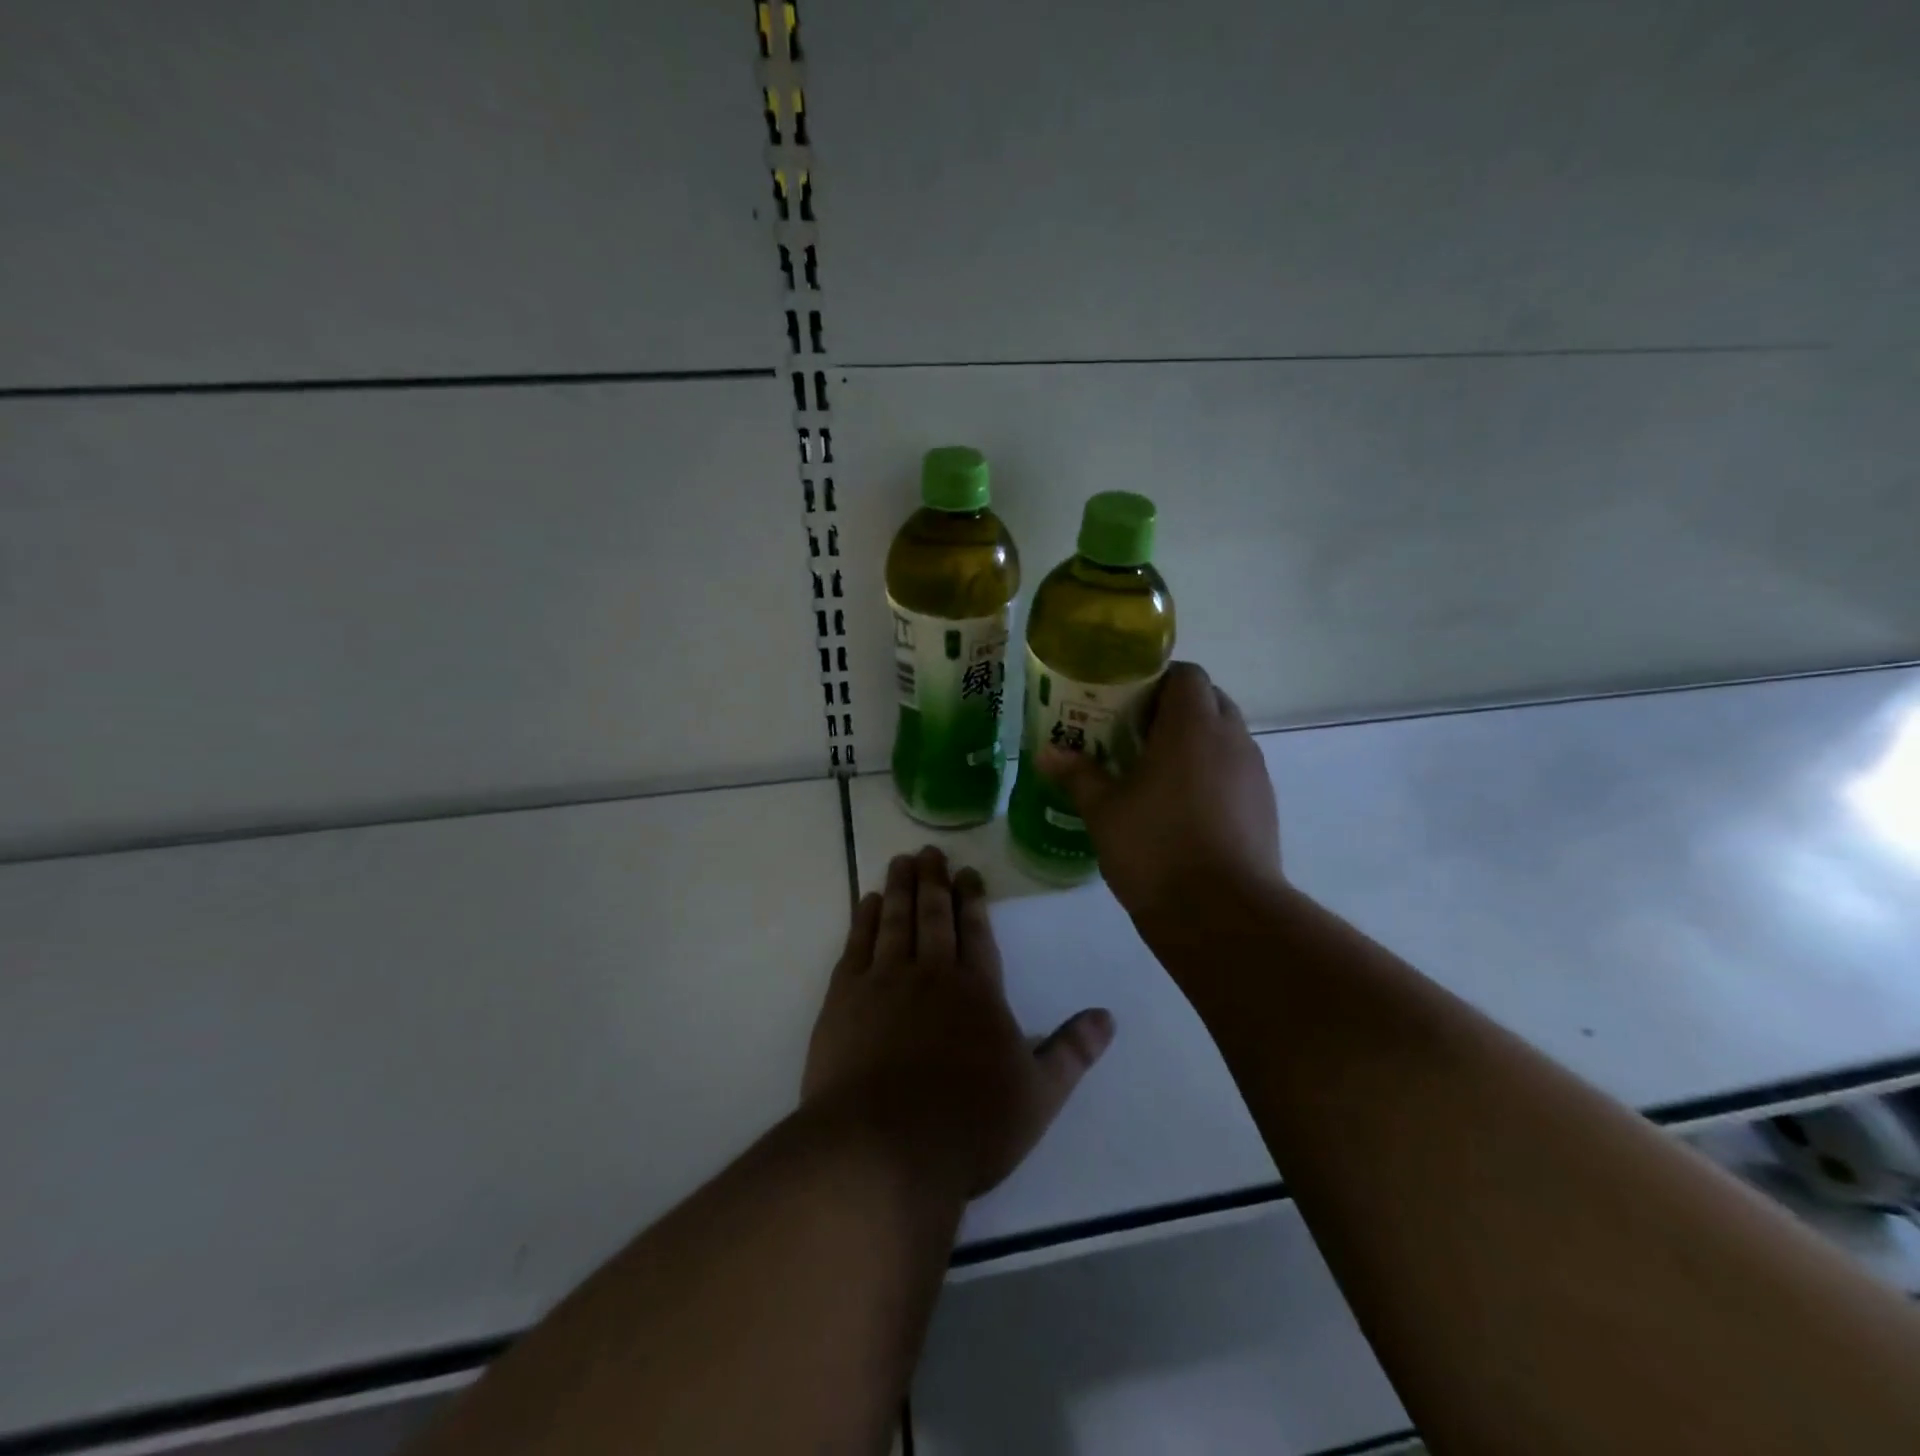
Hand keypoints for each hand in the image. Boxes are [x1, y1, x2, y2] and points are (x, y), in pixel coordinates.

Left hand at [802, 846, 1114, 1197]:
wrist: (883, 1149)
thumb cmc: (969, 1126)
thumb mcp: (1037, 1097)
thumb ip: (1071, 1052)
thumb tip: (1108, 1017)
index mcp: (977, 992)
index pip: (977, 932)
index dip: (973, 900)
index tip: (967, 872)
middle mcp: (932, 974)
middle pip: (934, 916)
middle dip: (935, 881)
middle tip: (930, 851)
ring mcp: (884, 982)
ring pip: (895, 921)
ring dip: (900, 888)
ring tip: (901, 861)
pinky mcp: (844, 998)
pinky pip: (857, 945)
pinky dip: (864, 919)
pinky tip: (867, 902)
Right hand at [1041, 661, 1281, 920]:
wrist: (1222, 914)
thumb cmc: (1155, 848)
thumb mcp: (1104, 811)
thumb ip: (1078, 775)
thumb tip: (1046, 753)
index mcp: (1192, 726)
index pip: (1186, 674)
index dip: (1156, 681)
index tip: (1126, 704)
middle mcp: (1231, 739)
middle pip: (1209, 701)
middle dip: (1174, 710)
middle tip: (1135, 736)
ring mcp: (1254, 774)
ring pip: (1225, 738)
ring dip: (1195, 743)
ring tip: (1156, 774)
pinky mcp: (1265, 807)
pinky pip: (1236, 772)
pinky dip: (1212, 775)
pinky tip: (1183, 809)